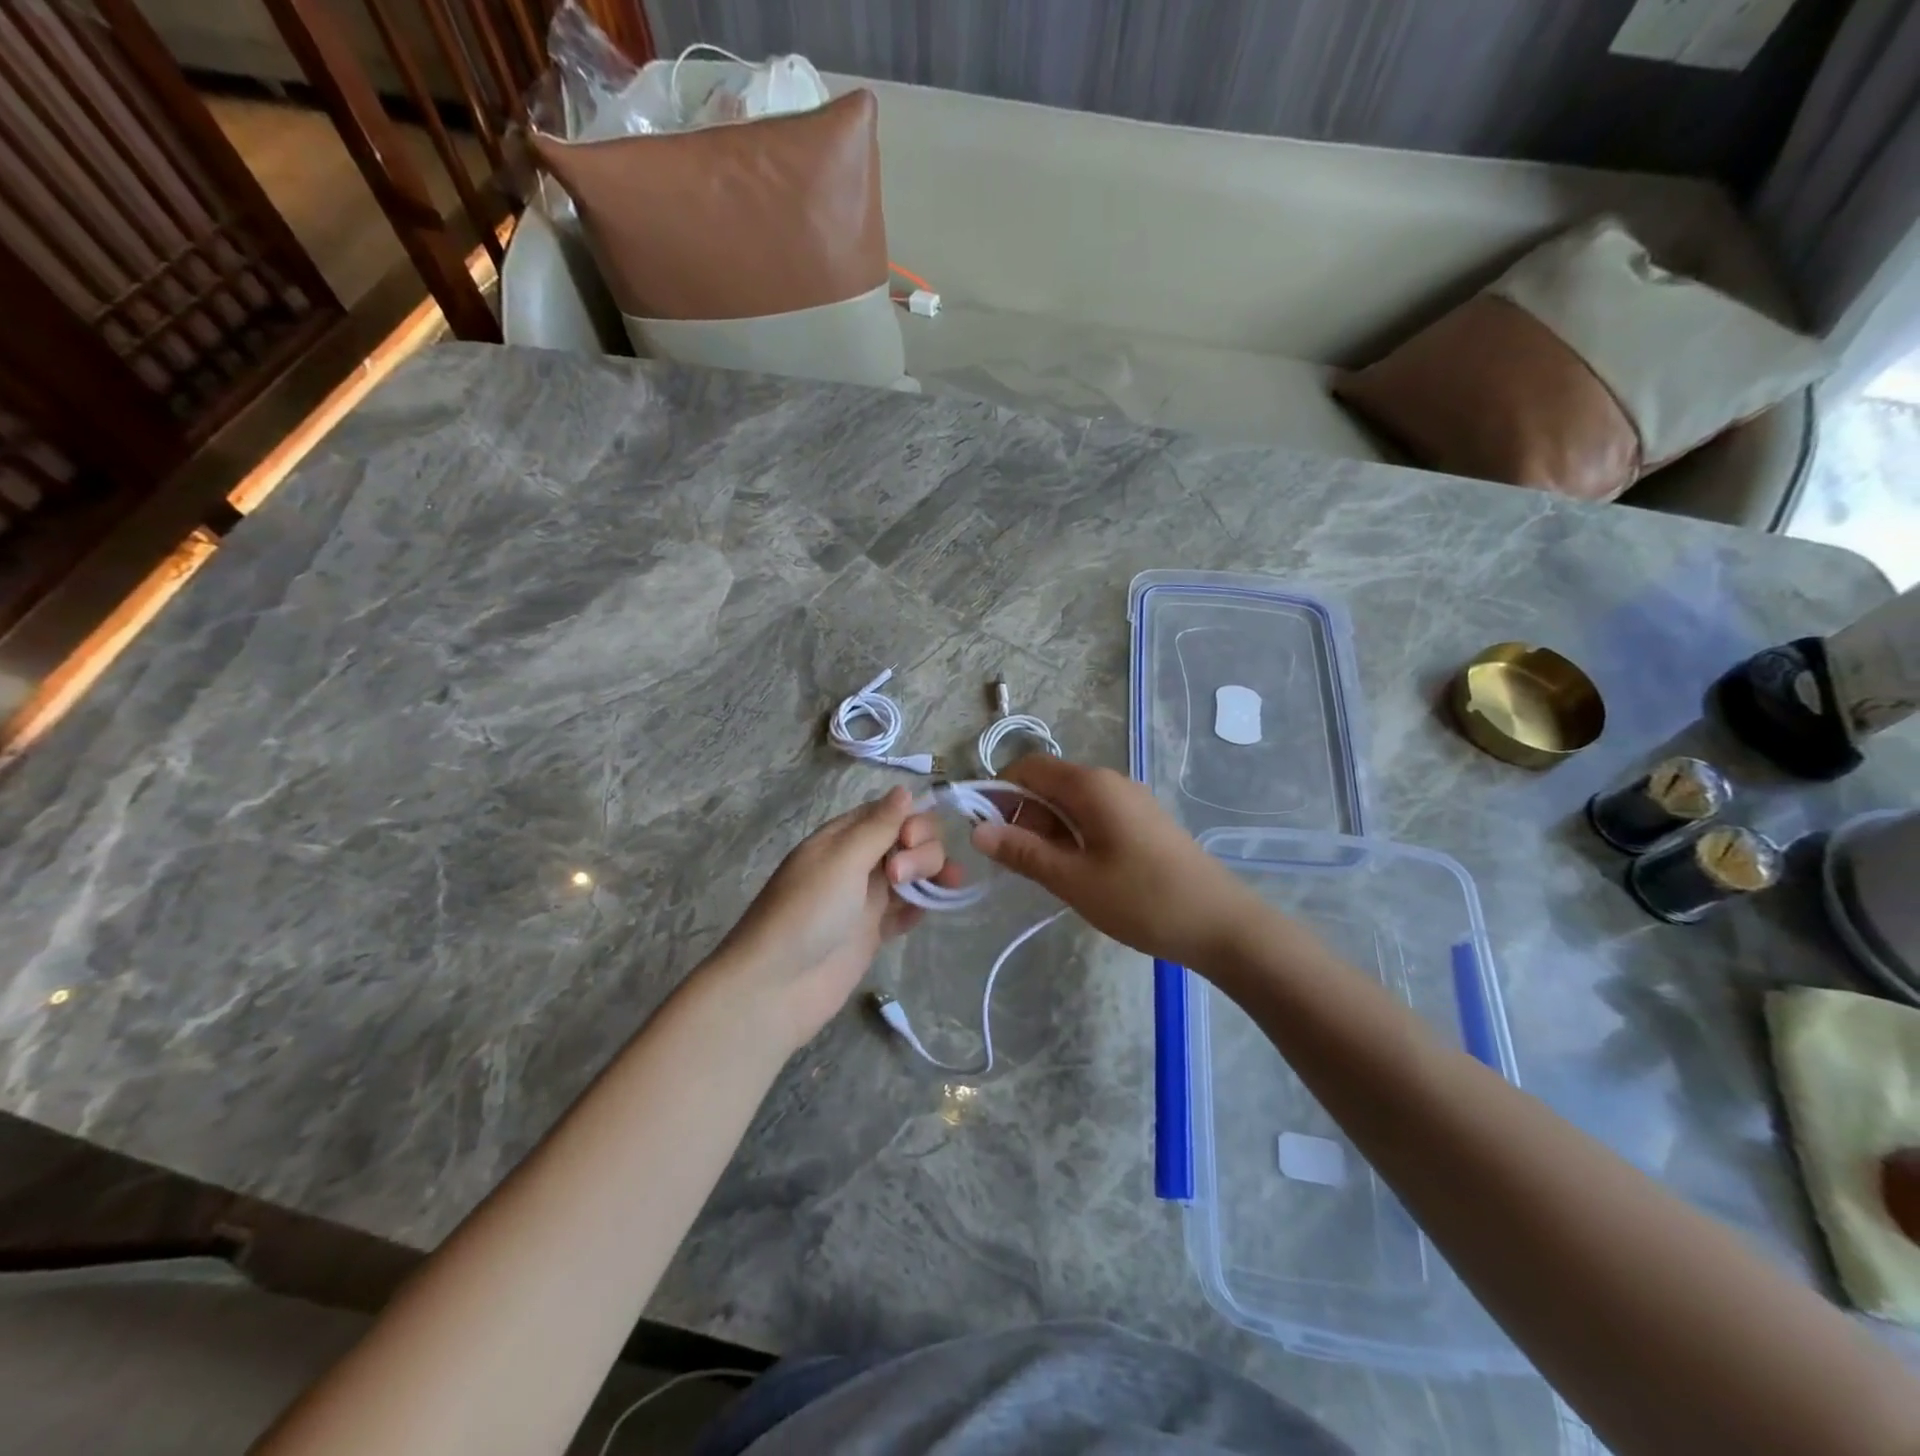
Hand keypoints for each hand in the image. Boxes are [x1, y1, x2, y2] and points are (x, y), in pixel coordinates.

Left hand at [712, 786, 956, 1051]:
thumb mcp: (841, 859)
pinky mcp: (874, 932)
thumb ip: (878, 826)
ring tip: (936, 894)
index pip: (892, 812)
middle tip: (899, 878)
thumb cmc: (806, 913)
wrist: (777, 987)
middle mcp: (858, 861)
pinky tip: (922, 914)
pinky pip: (907, 909)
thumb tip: (906, 789)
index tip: (909, 841)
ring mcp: (867, 898)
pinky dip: (921, 907)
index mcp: (844, 837)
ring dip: (931, 875)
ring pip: (914, 873)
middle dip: (921, 851)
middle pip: (909, 841)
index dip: (912, 821)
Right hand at [971, 756, 1273, 969]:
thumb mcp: (1073, 879)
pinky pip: (1094, 816)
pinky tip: (1077, 872)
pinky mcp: (1144, 822)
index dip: (999, 792)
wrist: (1222, 924)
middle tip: (1015, 862)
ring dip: (1047, 829)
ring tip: (1045, 873)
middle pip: (1049, 784)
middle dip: (1022, 815)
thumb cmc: (1142, 899)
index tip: (985, 832)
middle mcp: (1110, 782)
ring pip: (1071, 803)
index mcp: (1090, 785)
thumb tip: (978, 831)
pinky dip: (1073, 836)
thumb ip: (1023, 852)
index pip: (1029, 768)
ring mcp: (1131, 801)